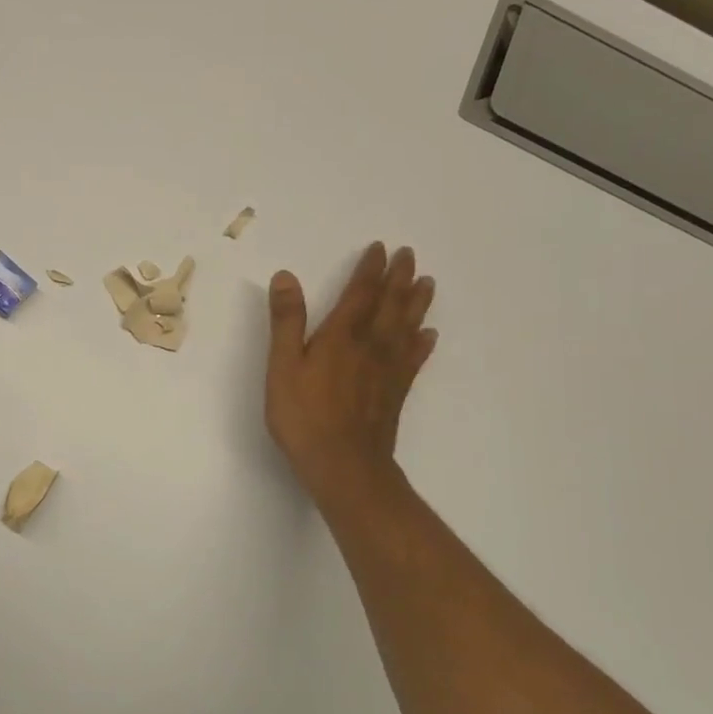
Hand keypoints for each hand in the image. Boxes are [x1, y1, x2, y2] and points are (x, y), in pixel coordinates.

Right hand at [265, 242, 436, 503]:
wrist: (344, 465)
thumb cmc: (305, 416)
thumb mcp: (283, 366)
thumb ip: (287, 321)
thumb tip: (286, 275)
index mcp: (342, 335)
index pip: (361, 293)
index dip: (370, 269)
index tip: (381, 248)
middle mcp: (371, 345)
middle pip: (390, 304)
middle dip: (399, 277)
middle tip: (410, 254)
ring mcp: (388, 369)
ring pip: (407, 326)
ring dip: (417, 302)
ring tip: (427, 283)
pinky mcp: (396, 392)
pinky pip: (414, 358)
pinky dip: (423, 343)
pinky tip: (429, 335)